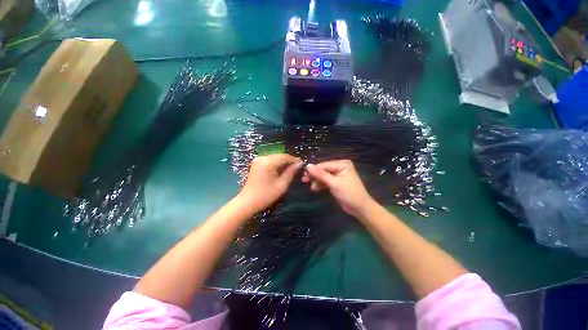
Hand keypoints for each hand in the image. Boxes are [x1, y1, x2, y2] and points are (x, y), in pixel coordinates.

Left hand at [238, 154, 302, 212]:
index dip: (294, 159)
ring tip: (291, 168)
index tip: (302, 164)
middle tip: (298, 167)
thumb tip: (299, 164)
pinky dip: (277, 163)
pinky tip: (281, 169)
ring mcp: (258, 159)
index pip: (285, 156)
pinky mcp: (256, 163)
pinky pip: (270, 159)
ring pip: (275, 157)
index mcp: (268, 162)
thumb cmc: (266, 195)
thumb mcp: (282, 184)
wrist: (248, 202)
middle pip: (279, 155)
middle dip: (289, 160)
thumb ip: (291, 172)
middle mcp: (262, 157)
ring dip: (283, 161)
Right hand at [302, 160, 375, 217]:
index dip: (314, 169)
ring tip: (312, 187)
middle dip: (315, 176)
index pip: (324, 165)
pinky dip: (321, 185)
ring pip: (323, 176)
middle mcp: (340, 167)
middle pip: (323, 170)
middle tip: (304, 180)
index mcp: (342, 164)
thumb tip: (308, 166)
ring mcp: (338, 175)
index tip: (303, 174)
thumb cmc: (349, 193)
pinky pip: (326, 181)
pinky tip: (315, 189)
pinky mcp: (336, 182)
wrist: (360, 208)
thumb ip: (320, 174)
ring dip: (317, 181)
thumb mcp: (334, 183)